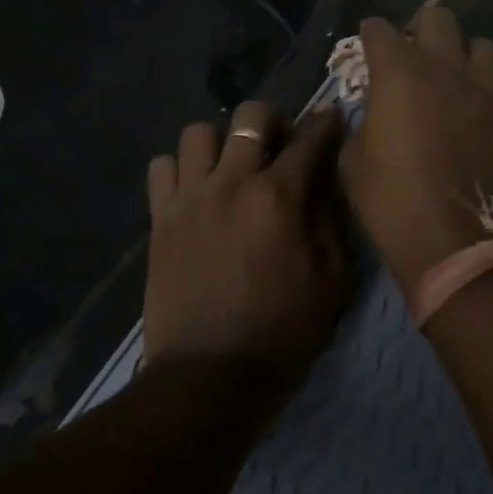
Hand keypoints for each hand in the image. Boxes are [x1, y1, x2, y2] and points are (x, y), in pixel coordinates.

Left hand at [142, 101, 351, 380]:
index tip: (331, 117)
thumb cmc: (282, 332)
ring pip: (198, 133)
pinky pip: (162, 167)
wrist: (209, 377)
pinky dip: (180, 169)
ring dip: (221, 142)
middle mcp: (232, 182)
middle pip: (250, 116)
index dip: (326, 123)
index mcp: (279, 197)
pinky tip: (195, 192)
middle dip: (272, 120)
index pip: (309, 139)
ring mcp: (189, 197)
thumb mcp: (332, 282)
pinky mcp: (160, 218)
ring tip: (231, 167)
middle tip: (279, 144)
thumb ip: (331, 221)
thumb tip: (325, 180)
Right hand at [339, 9, 492, 299]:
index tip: (367, 47)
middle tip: (409, 58)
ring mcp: (484, 89)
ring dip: (459, 54)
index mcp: (398, 75)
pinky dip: (480, 85)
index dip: (370, 36)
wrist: (463, 247)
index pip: (380, 30)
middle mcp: (444, 69)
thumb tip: (372, 112)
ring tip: (448, 80)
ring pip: (478, 44)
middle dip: (418, 30)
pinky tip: (469, 111)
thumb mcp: (353, 165)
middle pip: (436, 18)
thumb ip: (360, 124)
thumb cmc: (395, 206)